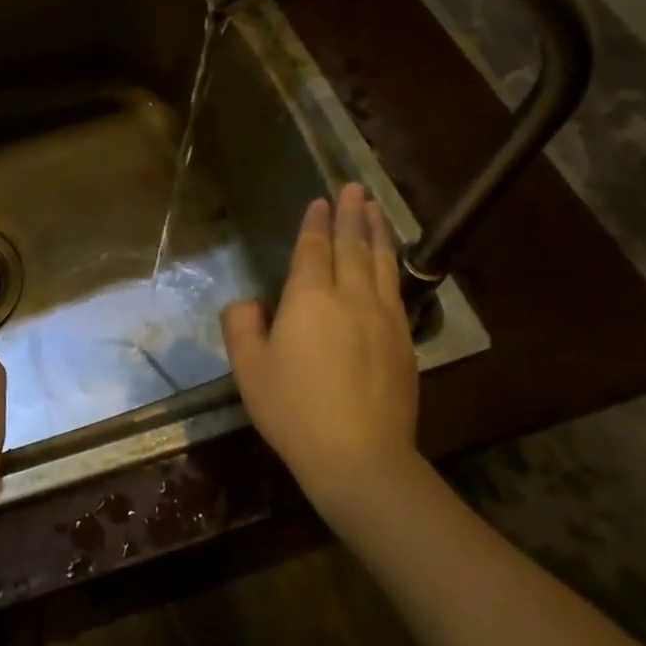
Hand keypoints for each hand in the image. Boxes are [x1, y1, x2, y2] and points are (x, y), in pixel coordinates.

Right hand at [220, 183, 420, 512]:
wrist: (360, 458)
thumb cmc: (294, 410)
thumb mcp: (249, 369)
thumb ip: (241, 326)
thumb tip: (251, 304)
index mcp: (310, 298)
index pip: (314, 249)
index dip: (316, 223)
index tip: (321, 200)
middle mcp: (351, 297)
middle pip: (352, 246)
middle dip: (352, 214)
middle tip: (355, 187)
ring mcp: (384, 318)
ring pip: (381, 263)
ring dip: (378, 232)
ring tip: (377, 209)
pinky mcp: (404, 342)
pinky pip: (396, 290)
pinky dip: (392, 265)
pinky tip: (390, 263)